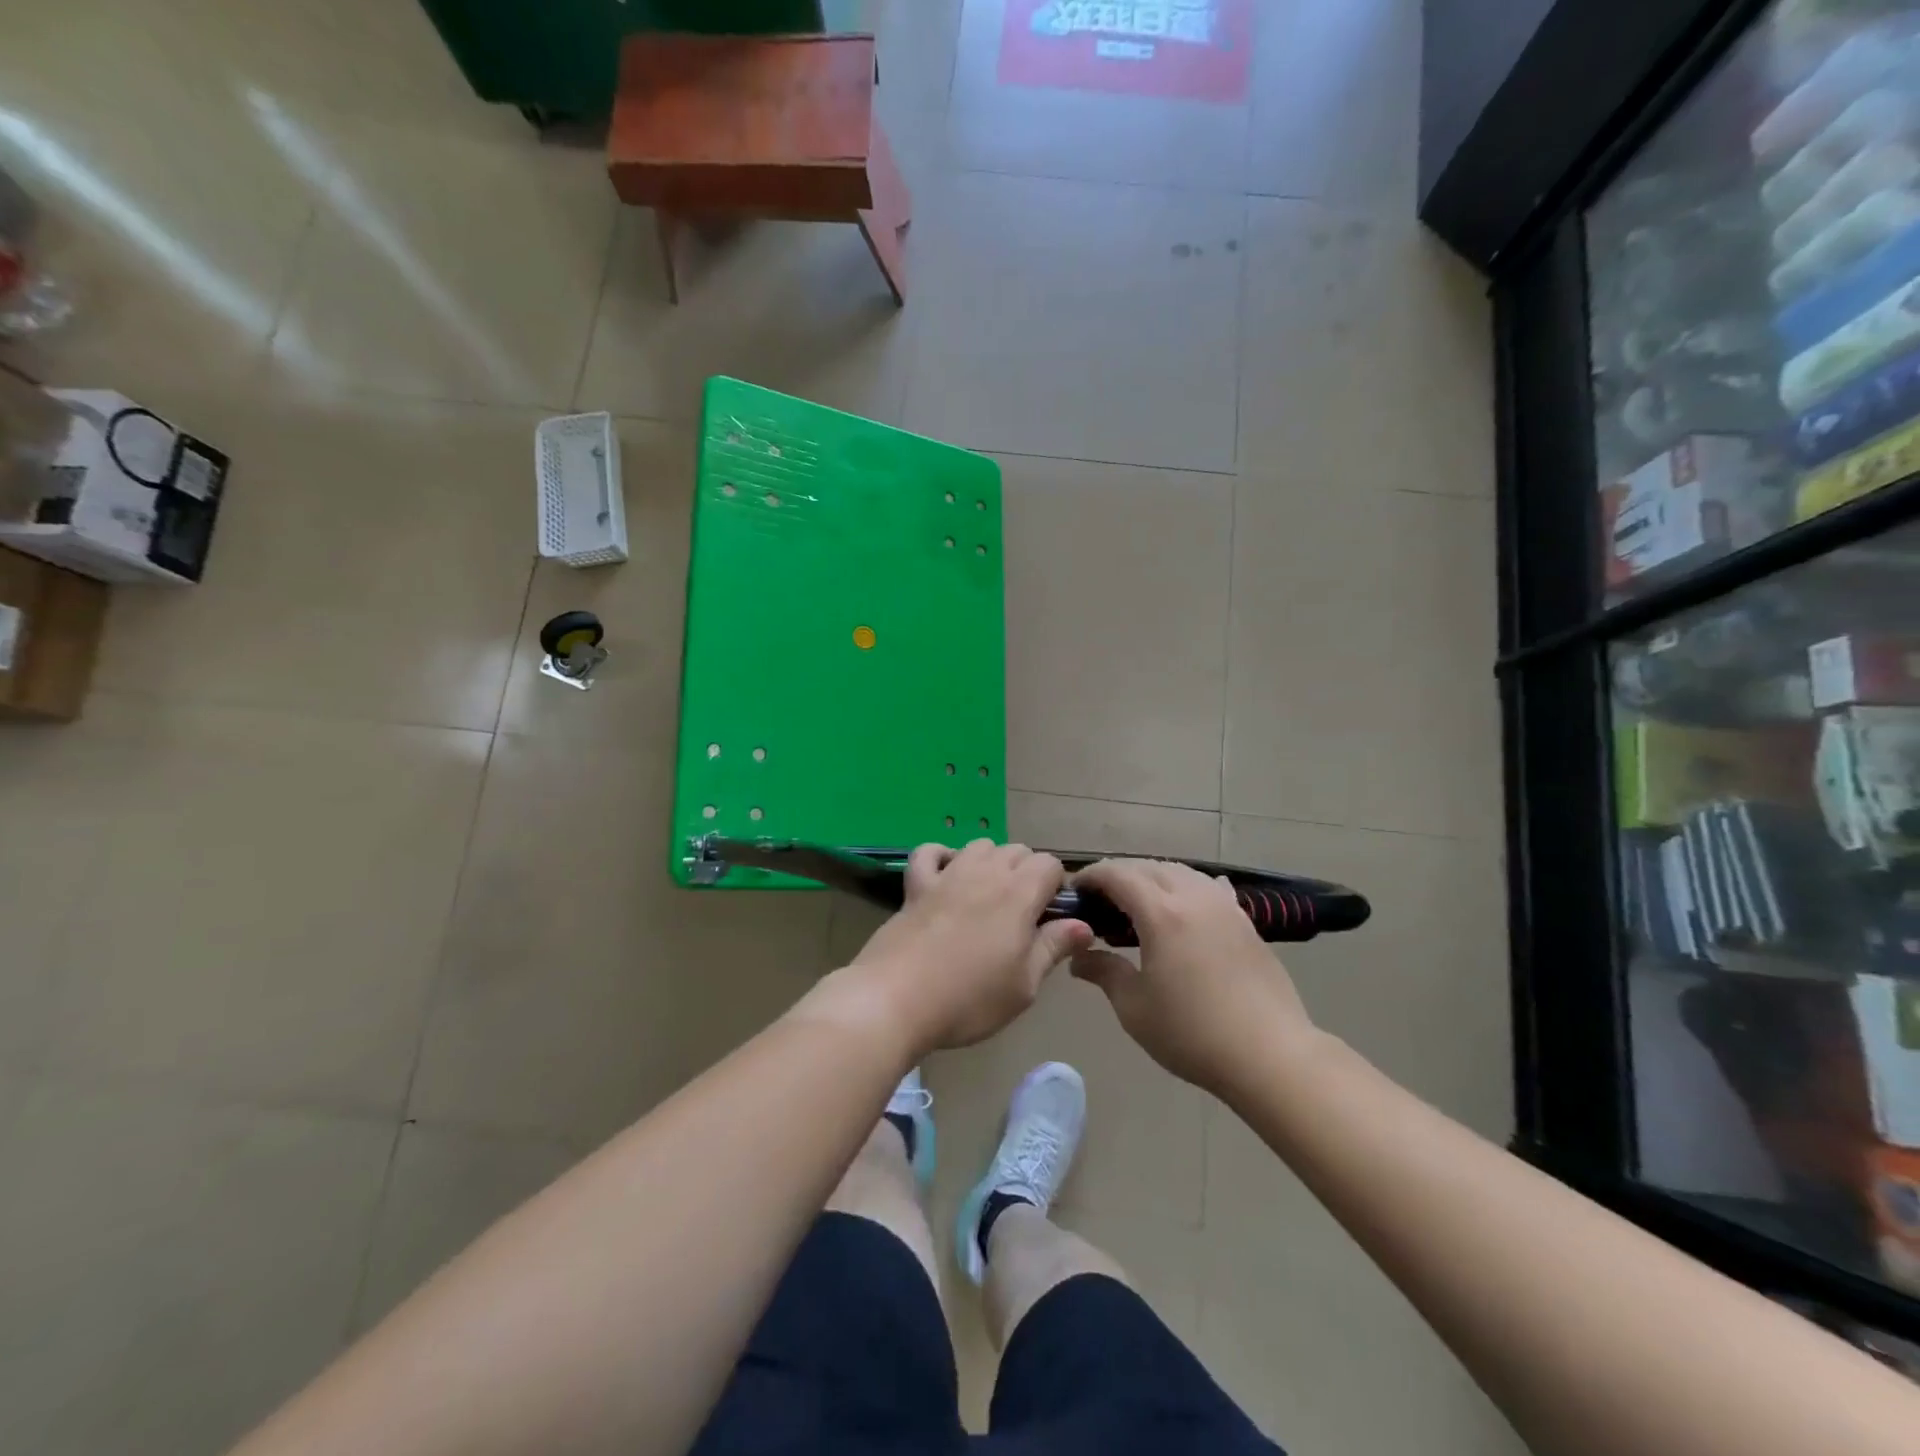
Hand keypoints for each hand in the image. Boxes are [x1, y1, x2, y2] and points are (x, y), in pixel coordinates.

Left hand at [849, 840, 1091, 1053]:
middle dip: (1027, 873)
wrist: (897, 998)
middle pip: (1018, 850)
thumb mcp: (1024, 985)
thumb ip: (1054, 948)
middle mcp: (986, 872)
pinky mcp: (916, 884)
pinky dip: (941, 856)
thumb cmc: (970, 998)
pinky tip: (945, 877)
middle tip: (1021, 915)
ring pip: (979, 845)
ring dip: (991, 862)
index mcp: (1019, 894)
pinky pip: (929, 852)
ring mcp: (947, 874)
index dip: (1056, 886)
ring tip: (988, 896)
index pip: (1050, 864)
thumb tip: (1083, 925)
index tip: (1051, 917)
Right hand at [1069, 859, 1316, 1096]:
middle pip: (1148, 867)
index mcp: (1161, 913)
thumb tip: (1078, 958)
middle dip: (1119, 875)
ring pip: (1181, 872)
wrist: (1270, 1055)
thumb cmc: (1193, 1033)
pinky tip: (1185, 906)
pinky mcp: (1246, 921)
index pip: (1117, 874)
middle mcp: (1193, 897)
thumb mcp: (1134, 1008)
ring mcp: (1224, 906)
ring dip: (1153, 877)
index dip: (1091, 876)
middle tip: (1100, 900)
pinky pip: (1209, 888)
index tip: (1074, 891)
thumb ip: (1104, 972)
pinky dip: (1187, 888)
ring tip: (1138, 904)